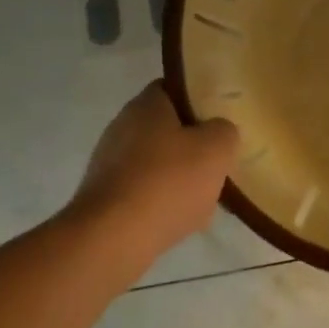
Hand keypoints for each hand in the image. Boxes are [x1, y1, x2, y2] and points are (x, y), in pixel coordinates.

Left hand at [67, 82, 239, 262]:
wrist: (112, 239)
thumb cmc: (167, 182)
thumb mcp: (215, 149)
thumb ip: (224, 131)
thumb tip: (218, 131)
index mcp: (146, 105)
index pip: (174, 89)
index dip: (199, 101)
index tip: (219, 120)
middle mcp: (122, 126)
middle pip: (165, 128)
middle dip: (191, 145)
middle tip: (216, 160)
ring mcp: (108, 163)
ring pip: (155, 162)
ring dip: (177, 176)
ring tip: (203, 197)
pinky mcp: (104, 197)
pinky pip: (142, 191)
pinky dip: (160, 202)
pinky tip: (179, 220)